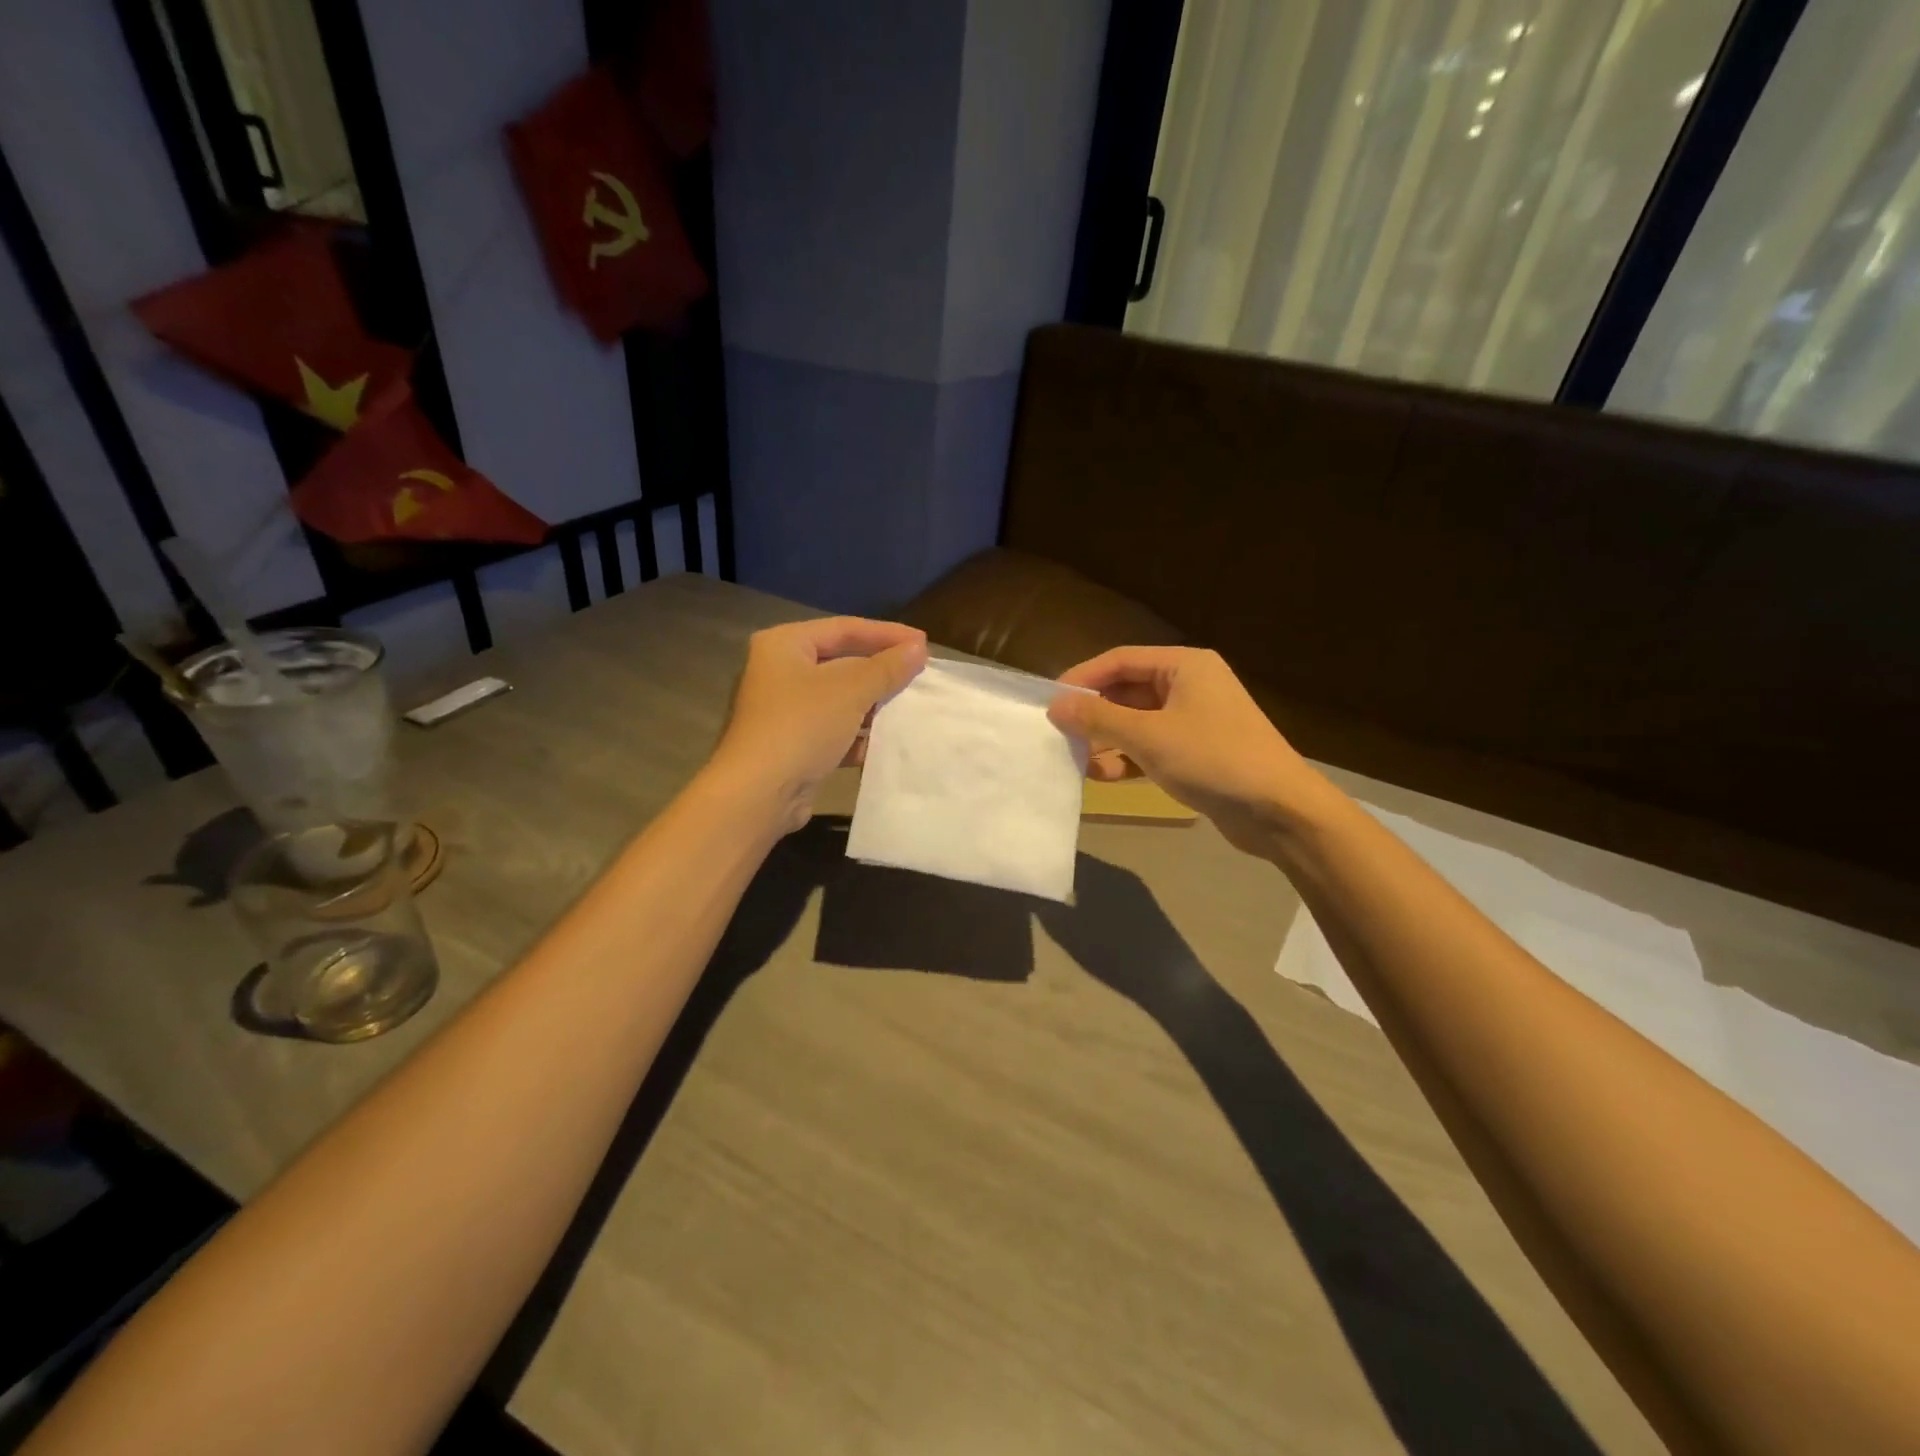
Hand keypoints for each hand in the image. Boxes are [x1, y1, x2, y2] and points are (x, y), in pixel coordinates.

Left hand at [712, 617, 928, 831]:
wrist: (759, 794)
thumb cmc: (802, 726)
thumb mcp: (851, 690)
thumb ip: (887, 668)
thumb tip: (918, 649)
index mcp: (784, 644)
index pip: (844, 628)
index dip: (887, 634)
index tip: (924, 643)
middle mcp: (780, 671)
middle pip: (842, 662)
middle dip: (881, 670)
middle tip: (920, 673)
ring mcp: (784, 710)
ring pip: (840, 698)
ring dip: (873, 704)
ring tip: (911, 706)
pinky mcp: (792, 743)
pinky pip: (833, 729)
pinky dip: (858, 734)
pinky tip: (887, 741)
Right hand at [1048, 647, 1322, 855]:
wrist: (1279, 810)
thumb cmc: (1213, 758)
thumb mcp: (1149, 736)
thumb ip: (1098, 719)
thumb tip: (1055, 706)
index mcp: (1184, 666)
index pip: (1120, 660)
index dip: (1082, 678)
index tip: (1050, 701)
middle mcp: (1189, 686)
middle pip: (1126, 691)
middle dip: (1093, 713)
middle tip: (1058, 732)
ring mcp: (1194, 721)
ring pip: (1136, 722)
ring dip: (1106, 739)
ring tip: (1075, 758)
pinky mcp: (1196, 753)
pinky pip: (1150, 747)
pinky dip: (1127, 758)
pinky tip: (1102, 776)